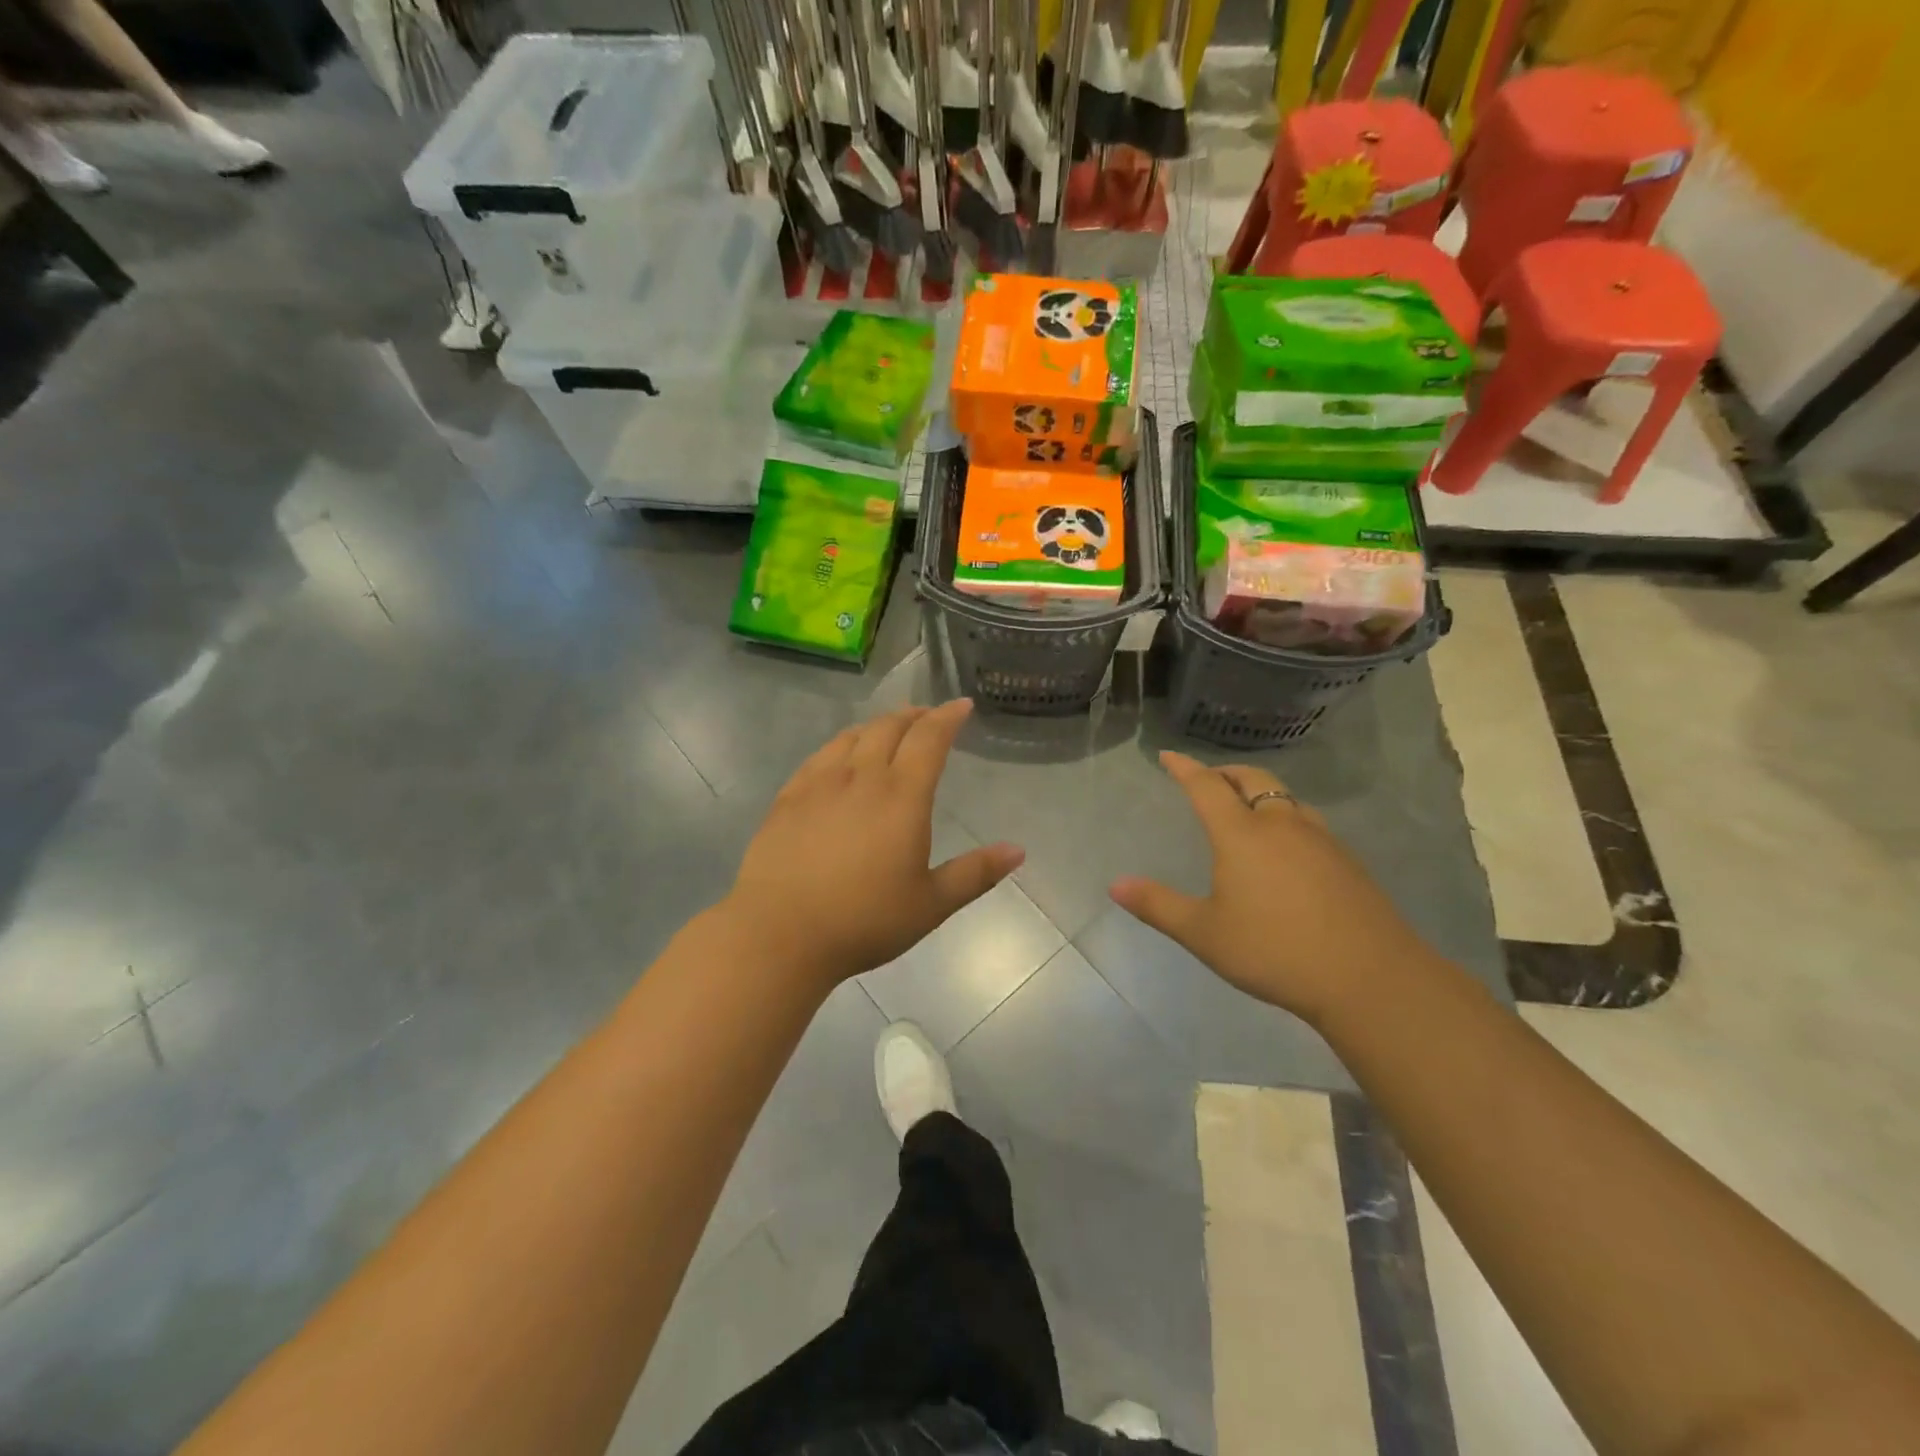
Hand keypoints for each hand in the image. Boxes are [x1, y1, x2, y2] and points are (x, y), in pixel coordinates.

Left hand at [725, 700, 1023, 986]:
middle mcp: (861, 777)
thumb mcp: (930, 904)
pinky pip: (820, 756)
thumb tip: (1017, 850)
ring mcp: (819, 783)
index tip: (961, 705)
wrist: (779, 933)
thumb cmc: (864, 921)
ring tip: (888, 729)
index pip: (929, 739)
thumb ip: (975, 873)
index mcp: (902, 796)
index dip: (948, 717)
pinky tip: (840, 756)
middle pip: (890, 728)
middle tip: (928, 716)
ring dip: (877, 725)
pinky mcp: (788, 797)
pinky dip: (841, 744)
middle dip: (914, 716)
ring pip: (852, 736)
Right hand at [1110, 753, 1431, 1024]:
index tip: (1168, 756)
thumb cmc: (1274, 950)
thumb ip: (1158, 906)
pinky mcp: (1347, 861)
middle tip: (1209, 779)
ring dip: (1261, 792)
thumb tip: (1115, 884)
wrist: (1369, 978)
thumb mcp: (1204, 933)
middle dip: (1226, 773)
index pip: (1207, 786)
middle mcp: (1282, 824)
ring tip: (1247, 808)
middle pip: (1253, 779)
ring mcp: (1321, 840)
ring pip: (1286, 798)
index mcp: (1242, 834)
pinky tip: (1288, 848)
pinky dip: (1287, 817)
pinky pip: (1309, 822)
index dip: (1185, 768)